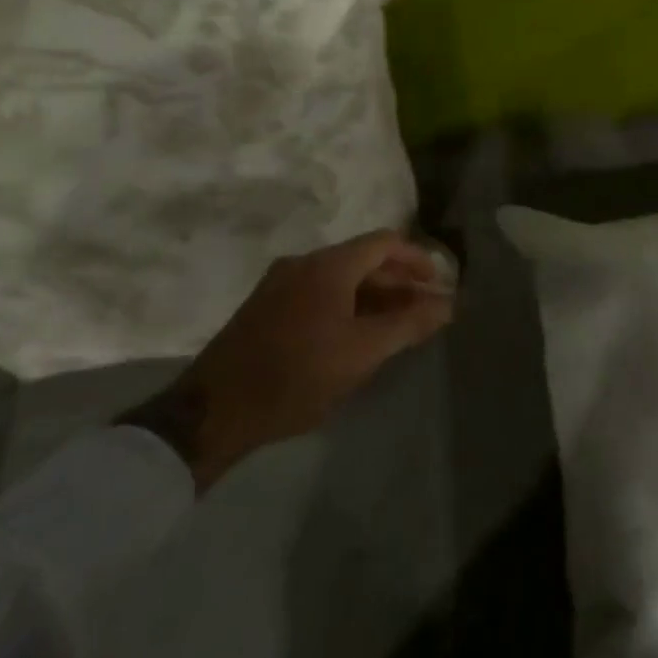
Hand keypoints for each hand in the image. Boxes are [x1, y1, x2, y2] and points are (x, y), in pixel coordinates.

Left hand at [122, 231, 454, 491]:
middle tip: (424, 309)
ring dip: (374, 296)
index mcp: (328, 266)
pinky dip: (347, 305)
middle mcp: (303, 264)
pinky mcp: (264, 309)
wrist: (209, 415)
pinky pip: (319, 293)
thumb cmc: (296, 376)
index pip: (386, 242)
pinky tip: (356, 335)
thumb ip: (410, 324)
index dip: (418, 259)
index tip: (439, 283)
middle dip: (399, 282)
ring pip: (341, 278)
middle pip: (364, 259)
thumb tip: (448, 304)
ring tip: (396, 326)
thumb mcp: (363, 352)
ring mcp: (279, 285)